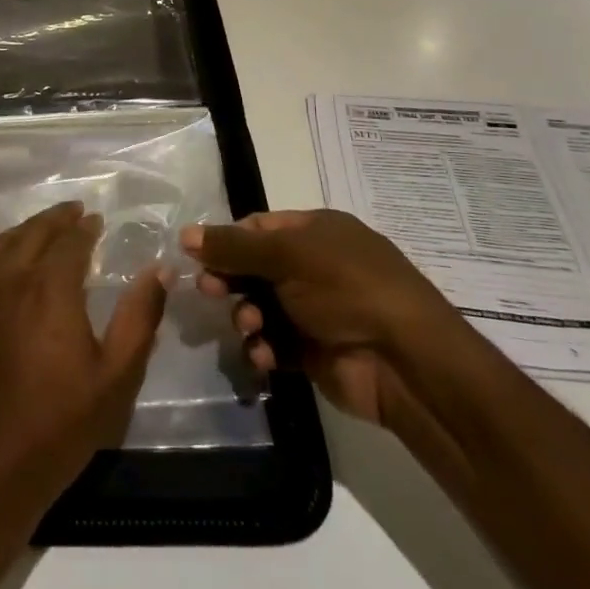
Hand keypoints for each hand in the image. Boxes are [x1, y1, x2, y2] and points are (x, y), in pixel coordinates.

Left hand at [0, 201, 168, 544]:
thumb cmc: (54, 430)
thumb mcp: (113, 380)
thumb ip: (139, 318)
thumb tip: (160, 269)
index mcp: (51, 288)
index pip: (71, 240)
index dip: (86, 228)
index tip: (96, 222)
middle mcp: (9, 278)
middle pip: (34, 232)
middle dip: (58, 219)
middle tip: (74, 213)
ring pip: (2, 242)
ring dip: (25, 230)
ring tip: (42, 230)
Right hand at [180, 210, 475, 437]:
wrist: (404, 360)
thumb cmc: (346, 288)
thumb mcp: (287, 255)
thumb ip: (233, 247)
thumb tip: (185, 234)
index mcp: (315, 232)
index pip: (258, 228)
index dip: (227, 241)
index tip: (197, 257)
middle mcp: (315, 267)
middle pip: (255, 269)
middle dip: (231, 280)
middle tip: (209, 292)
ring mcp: (316, 311)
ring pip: (261, 307)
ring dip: (247, 317)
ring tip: (250, 328)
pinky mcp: (314, 352)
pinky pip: (274, 344)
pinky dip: (264, 349)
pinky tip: (264, 356)